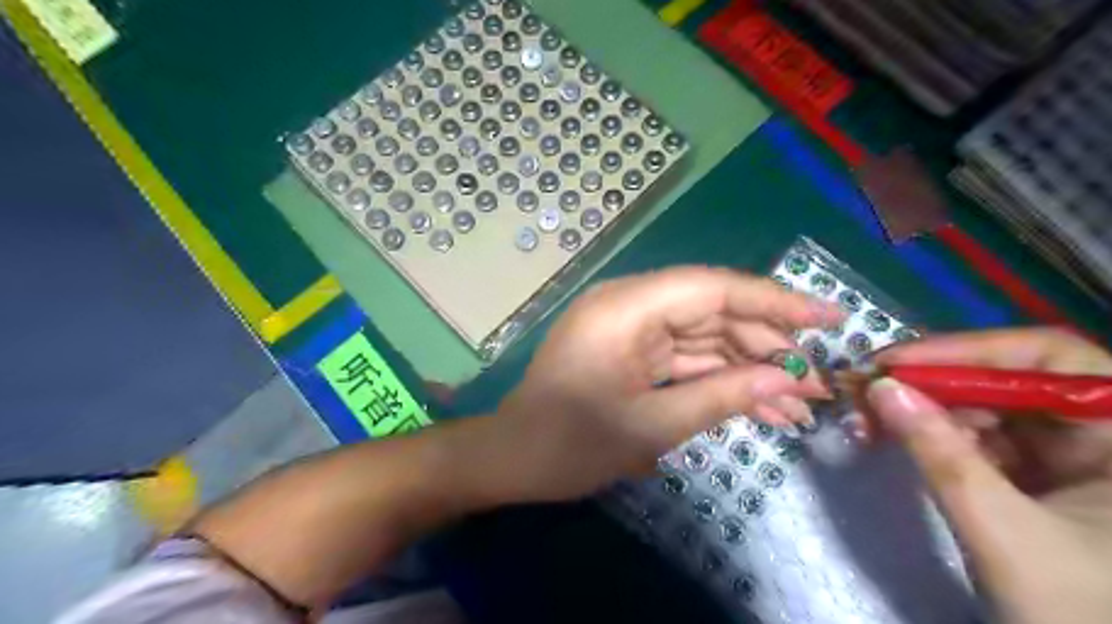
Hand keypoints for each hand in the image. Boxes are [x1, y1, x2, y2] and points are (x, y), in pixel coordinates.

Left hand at [489, 267, 838, 502]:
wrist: (513, 458)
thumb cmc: (571, 444)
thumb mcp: (653, 425)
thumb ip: (723, 396)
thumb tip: (789, 381)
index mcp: (626, 308)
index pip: (714, 288)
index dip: (776, 300)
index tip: (830, 317)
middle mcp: (629, 303)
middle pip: (713, 310)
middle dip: (766, 345)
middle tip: (816, 382)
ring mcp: (629, 325)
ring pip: (703, 335)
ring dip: (747, 366)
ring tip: (799, 404)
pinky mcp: (630, 347)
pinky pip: (683, 354)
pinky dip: (717, 376)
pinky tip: (759, 404)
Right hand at [868, 330, 1111, 621]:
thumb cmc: (1079, 613)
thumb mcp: (1003, 529)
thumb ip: (939, 453)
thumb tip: (880, 389)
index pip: (1048, 359)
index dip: (966, 351)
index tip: (895, 363)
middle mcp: (1107, 435)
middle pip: (1011, 382)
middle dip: (933, 384)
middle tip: (869, 388)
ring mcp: (1078, 459)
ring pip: (991, 410)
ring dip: (926, 410)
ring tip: (871, 418)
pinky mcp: (1047, 480)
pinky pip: (986, 440)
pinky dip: (938, 436)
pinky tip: (898, 438)